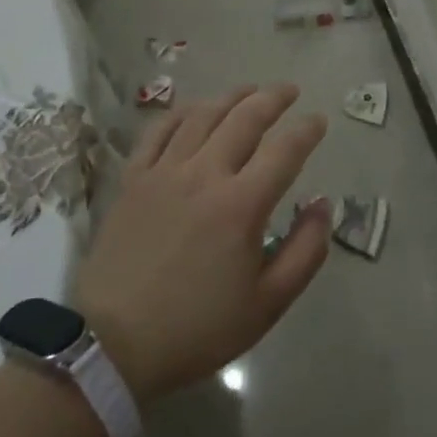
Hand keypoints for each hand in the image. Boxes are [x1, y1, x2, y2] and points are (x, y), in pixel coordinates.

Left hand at [76, 84, 330, 403]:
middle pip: (245, 119)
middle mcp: (204, 175)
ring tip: (249, 90)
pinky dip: (181, 113)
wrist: (113, 346)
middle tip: (289, 91)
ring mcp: (164, 173)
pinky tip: (195, 109)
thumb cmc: (198, 328)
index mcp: (242, 204)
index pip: (285, 150)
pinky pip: (158, 132)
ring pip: (202, 116)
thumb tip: (323, 206)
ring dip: (231, 97)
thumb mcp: (268, 303)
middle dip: (273, 98)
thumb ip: (305, 251)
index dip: (307, 130)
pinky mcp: (133, 180)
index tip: (319, 120)